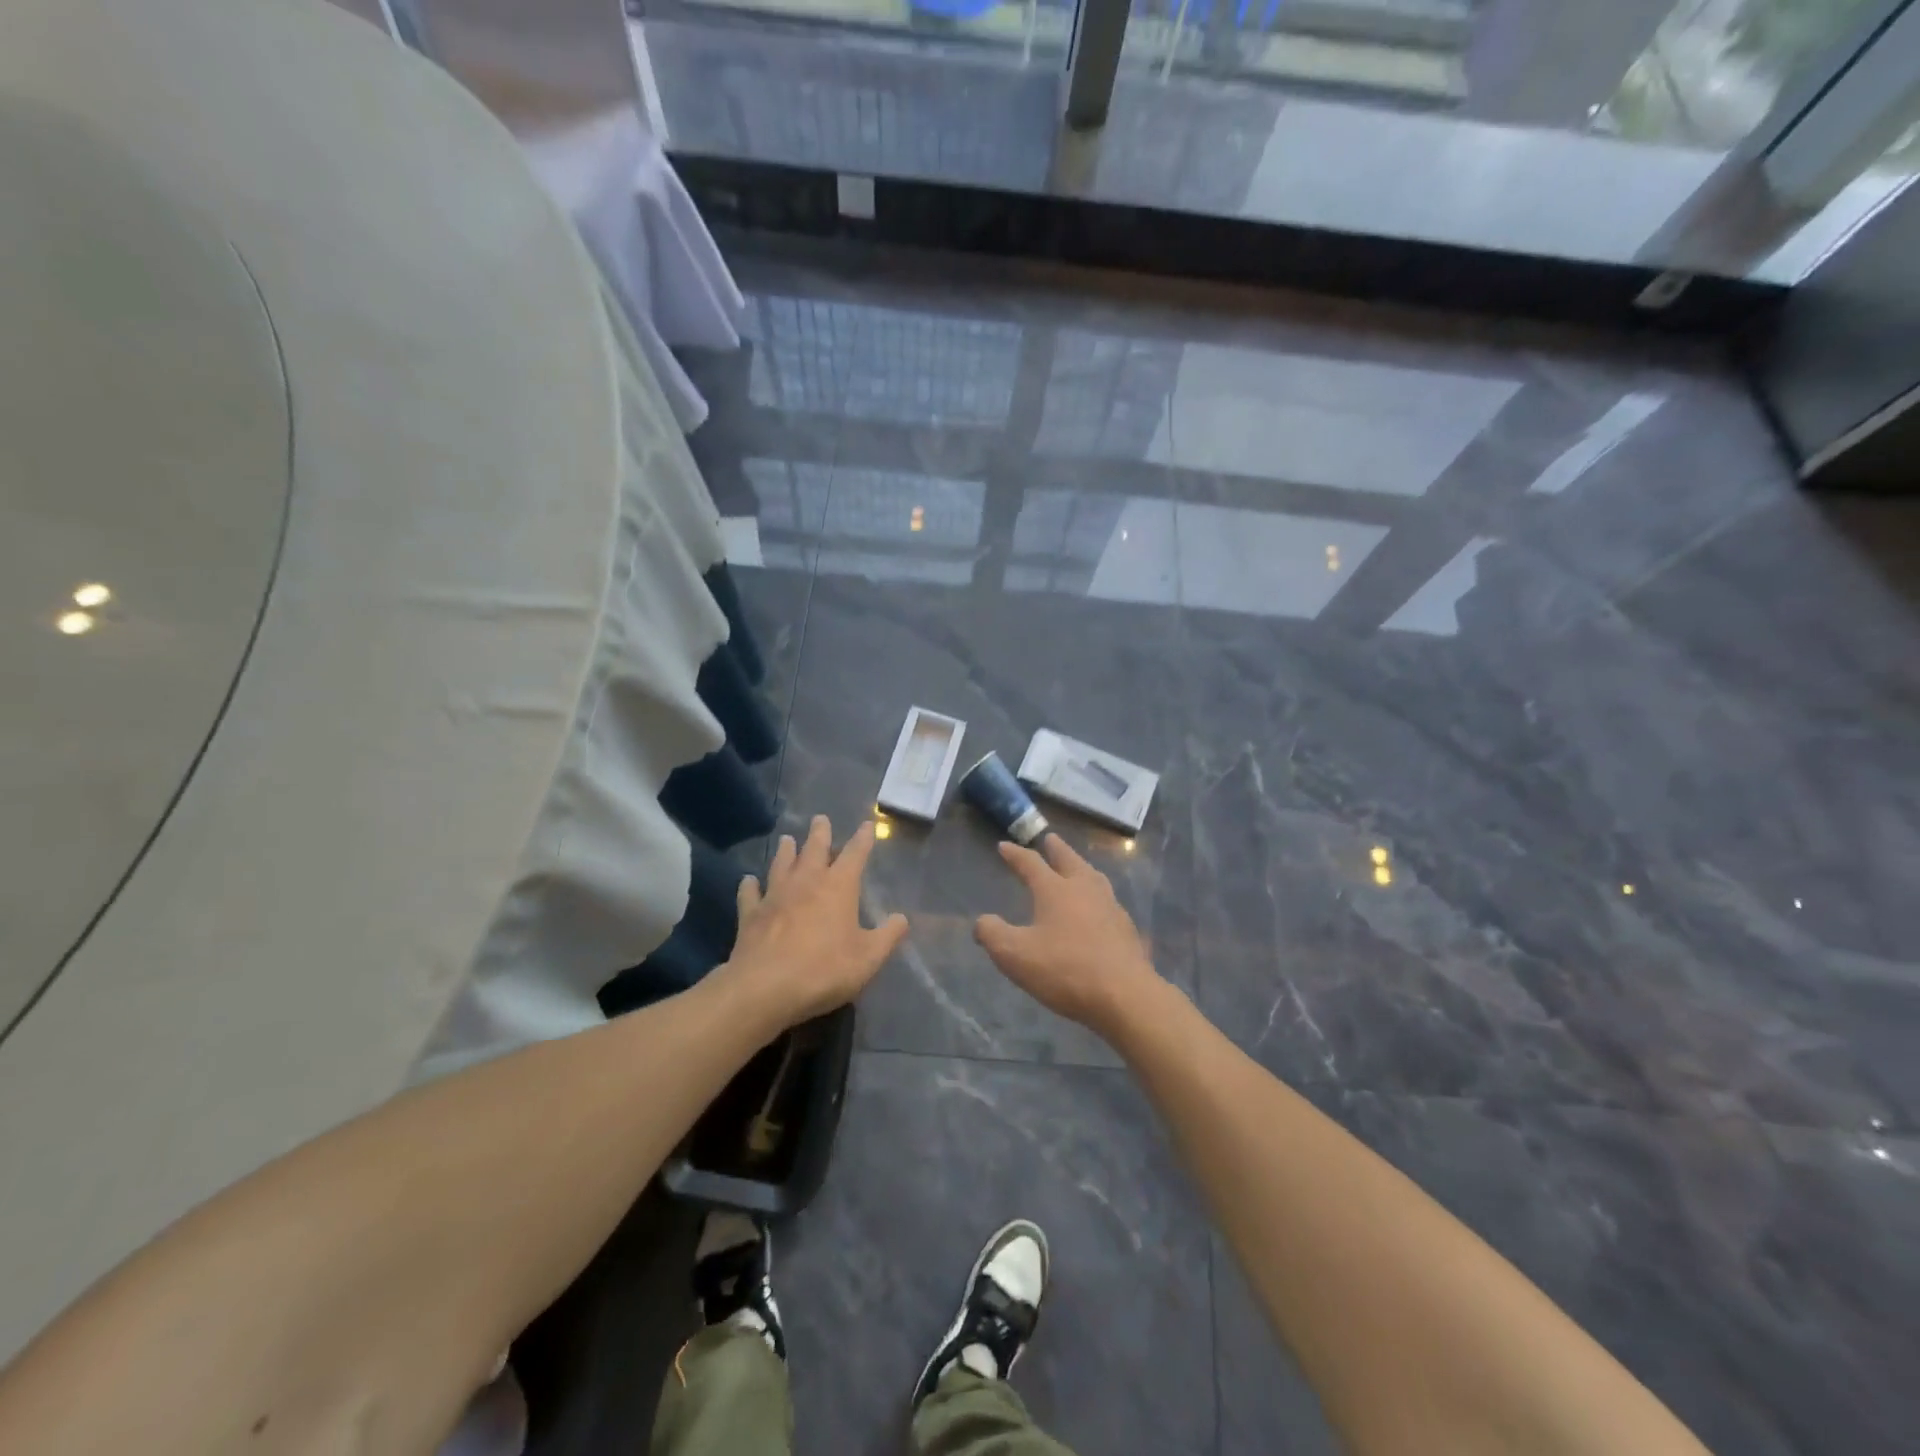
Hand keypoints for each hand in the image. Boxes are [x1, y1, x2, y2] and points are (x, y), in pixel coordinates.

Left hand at [723, 815, 908, 1027]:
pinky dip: (750, 885)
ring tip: (787, 839)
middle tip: (820, 818)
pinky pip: (750, 893)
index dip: (863, 838)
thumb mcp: (869, 958)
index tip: (867, 824)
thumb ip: (888, 936)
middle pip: (814, 849)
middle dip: (820, 833)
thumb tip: (902, 918)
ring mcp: (775, 895)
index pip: (855, 854)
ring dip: (786, 850)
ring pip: (781, 864)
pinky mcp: (751, 914)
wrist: (766, 988)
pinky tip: (748, 881)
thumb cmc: (825, 969)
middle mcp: (806, 882)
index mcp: (838, 886)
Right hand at [974, 835, 1162, 1035]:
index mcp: (1055, 890)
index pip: (1031, 863)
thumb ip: (992, 934)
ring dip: (1081, 867)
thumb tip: (982, 921)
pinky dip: (1097, 895)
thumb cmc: (1065, 970)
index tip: (1004, 846)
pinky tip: (1098, 907)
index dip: (1015, 854)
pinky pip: (1108, 901)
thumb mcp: (1014, 955)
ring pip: (1093, 877)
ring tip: (1077, 867)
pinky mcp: (1126, 929)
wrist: (1124, 995)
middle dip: (1056, 849)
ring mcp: (1110, 907)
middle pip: (1069, 860)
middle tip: (1050, 838)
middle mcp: (1084, 889)